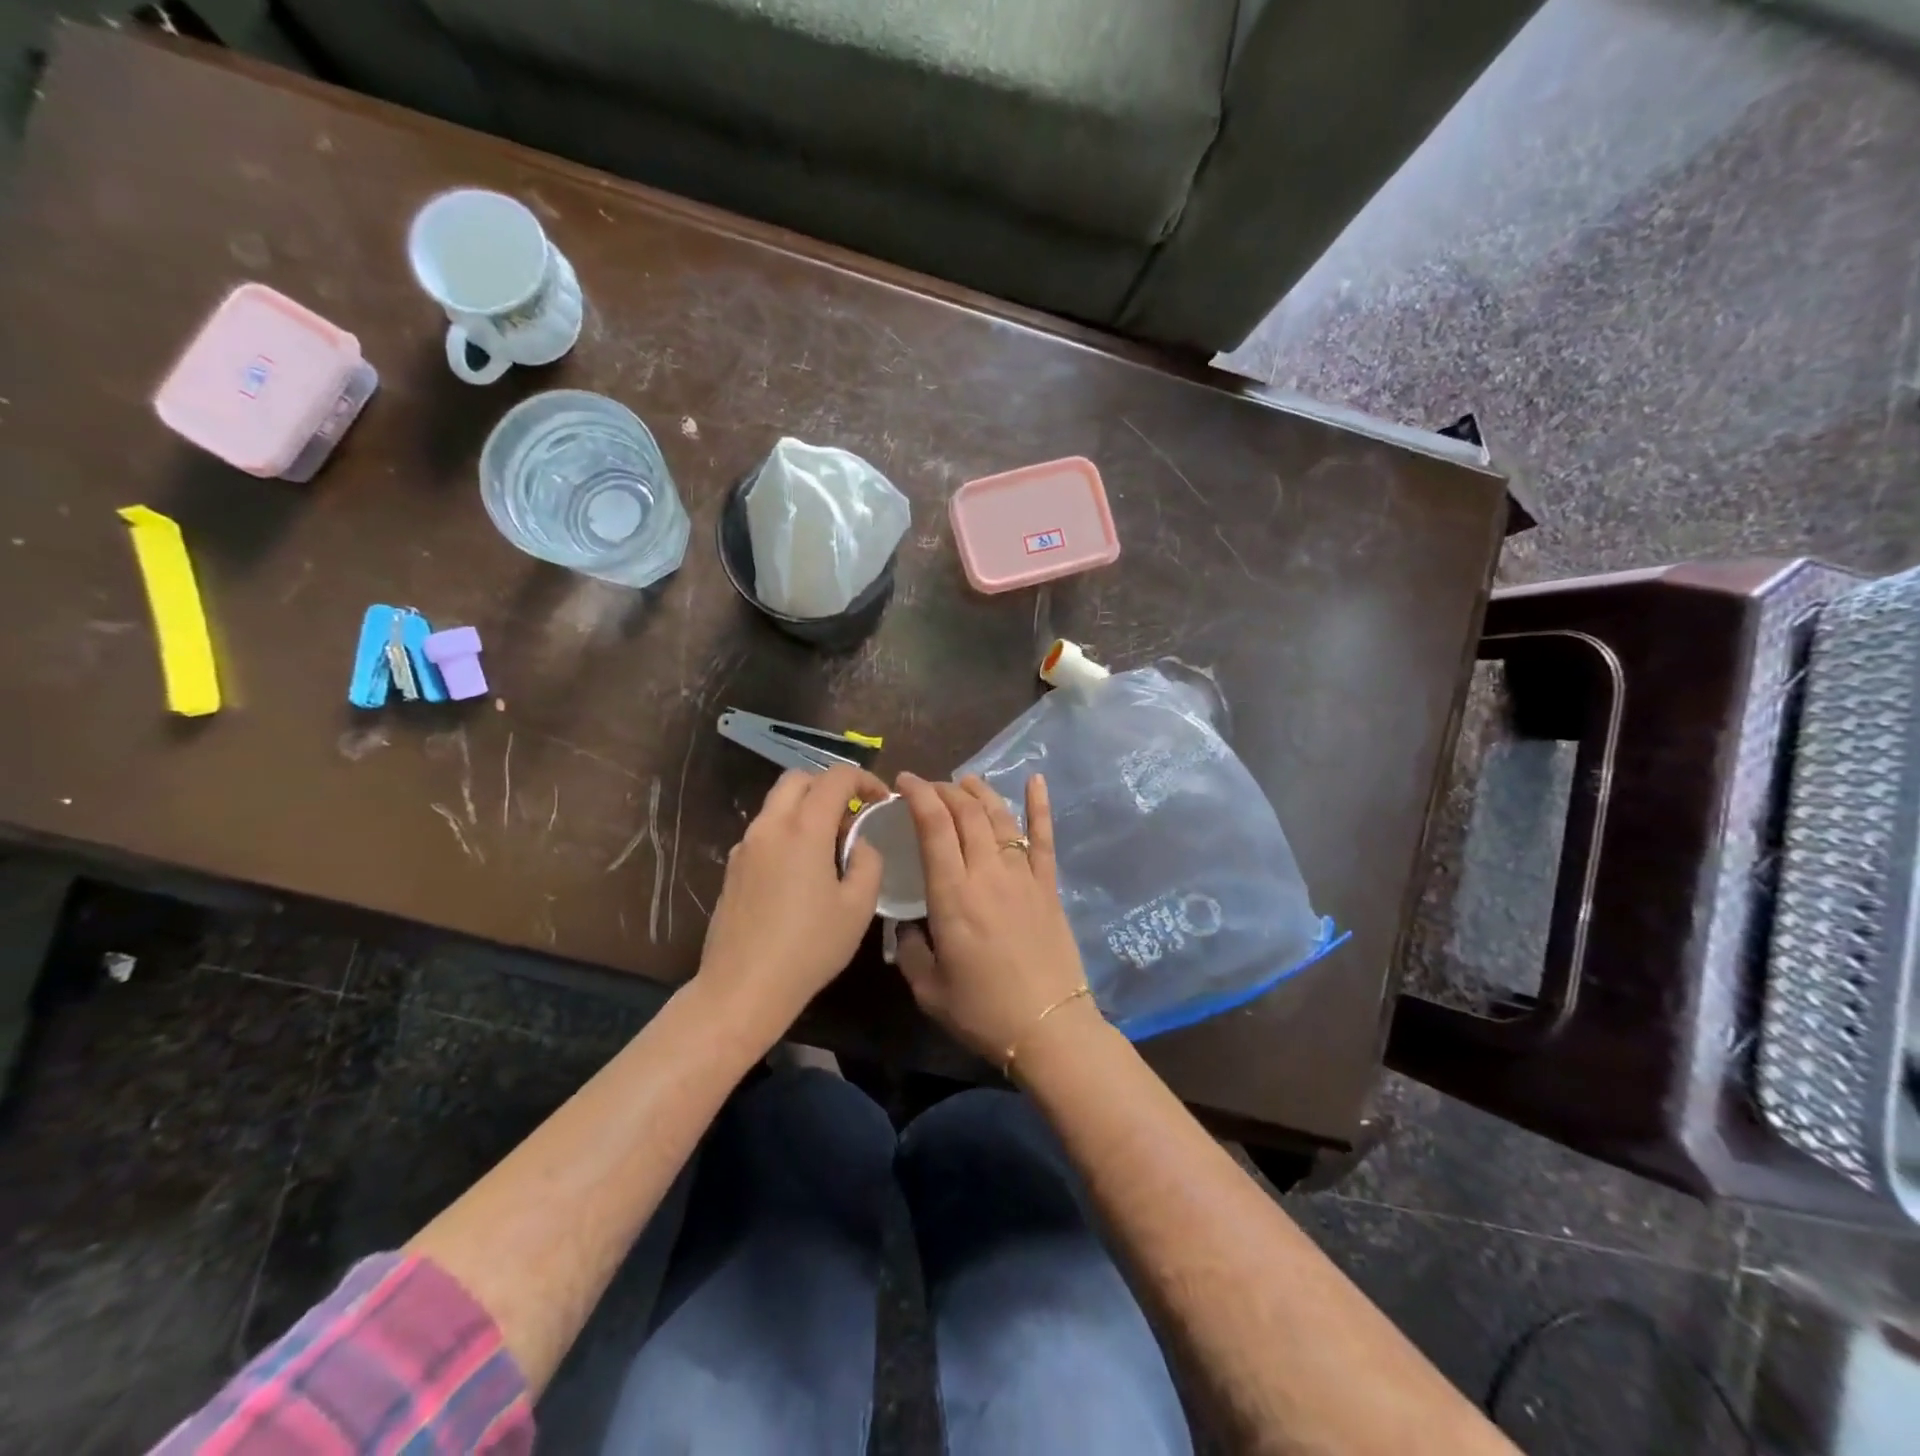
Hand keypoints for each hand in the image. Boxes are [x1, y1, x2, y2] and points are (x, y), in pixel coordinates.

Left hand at [696, 764, 888, 1043]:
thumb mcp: (858, 908)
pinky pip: (764, 831)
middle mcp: (770, 826)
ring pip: (776, 804)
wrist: (742, 988)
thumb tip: (859, 844)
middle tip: (852, 815)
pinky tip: (800, 871)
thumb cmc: (809, 947)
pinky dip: (787, 831)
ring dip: (806, 808)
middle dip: (829, 786)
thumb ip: (868, 863)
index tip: (881, 799)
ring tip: (829, 845)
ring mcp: (745, 846)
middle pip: (798, 779)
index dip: (864, 779)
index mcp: (804, 829)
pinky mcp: (732, 868)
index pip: (835, 778)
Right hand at [894, 772, 1089, 1063]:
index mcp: (953, 895)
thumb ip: (910, 949)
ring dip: (980, 793)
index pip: (935, 827)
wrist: (1048, 1028)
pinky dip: (1040, 805)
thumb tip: (907, 925)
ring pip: (1000, 817)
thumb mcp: (927, 988)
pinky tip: (1036, 779)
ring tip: (965, 781)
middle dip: (944, 790)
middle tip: (928, 787)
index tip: (904, 781)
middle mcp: (988, 873)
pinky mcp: (1049, 886)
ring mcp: (1023, 876)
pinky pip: (1044, 837)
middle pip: (967, 814)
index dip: (919, 796)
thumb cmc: (982, 1012)